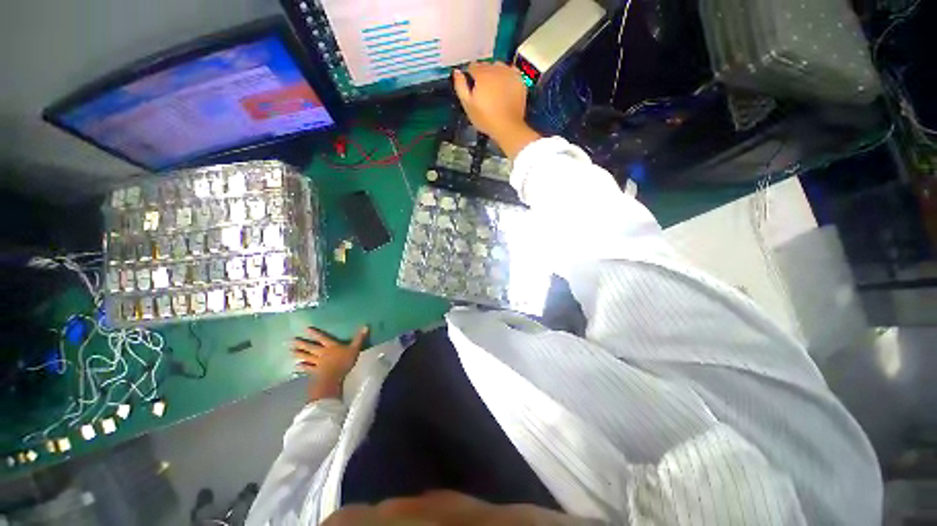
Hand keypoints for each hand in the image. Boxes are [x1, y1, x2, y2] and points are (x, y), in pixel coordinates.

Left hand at [292, 326, 368, 401]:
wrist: (333, 378)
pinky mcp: (315, 372)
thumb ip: (359, 338)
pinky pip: (308, 368)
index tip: (306, 329)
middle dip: (302, 343)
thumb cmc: (345, 362)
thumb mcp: (355, 349)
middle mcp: (322, 353)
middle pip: (311, 347)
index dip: (315, 334)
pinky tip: (296, 366)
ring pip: (307, 357)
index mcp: (331, 346)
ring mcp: (317, 363)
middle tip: (291, 340)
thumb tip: (365, 326)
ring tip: (291, 351)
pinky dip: (302, 367)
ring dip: (299, 354)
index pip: (323, 338)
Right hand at [453, 63, 540, 158]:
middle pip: (486, 65)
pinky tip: (506, 87)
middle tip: (484, 92)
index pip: (472, 66)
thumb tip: (457, 72)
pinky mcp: (519, 79)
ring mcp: (509, 72)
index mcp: (482, 73)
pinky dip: (507, 76)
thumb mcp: (468, 105)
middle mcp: (496, 68)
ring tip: (495, 90)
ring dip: (495, 74)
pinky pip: (511, 71)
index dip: (471, 76)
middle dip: (483, 75)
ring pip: (499, 66)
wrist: (508, 127)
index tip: (472, 87)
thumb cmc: (486, 119)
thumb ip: (460, 86)